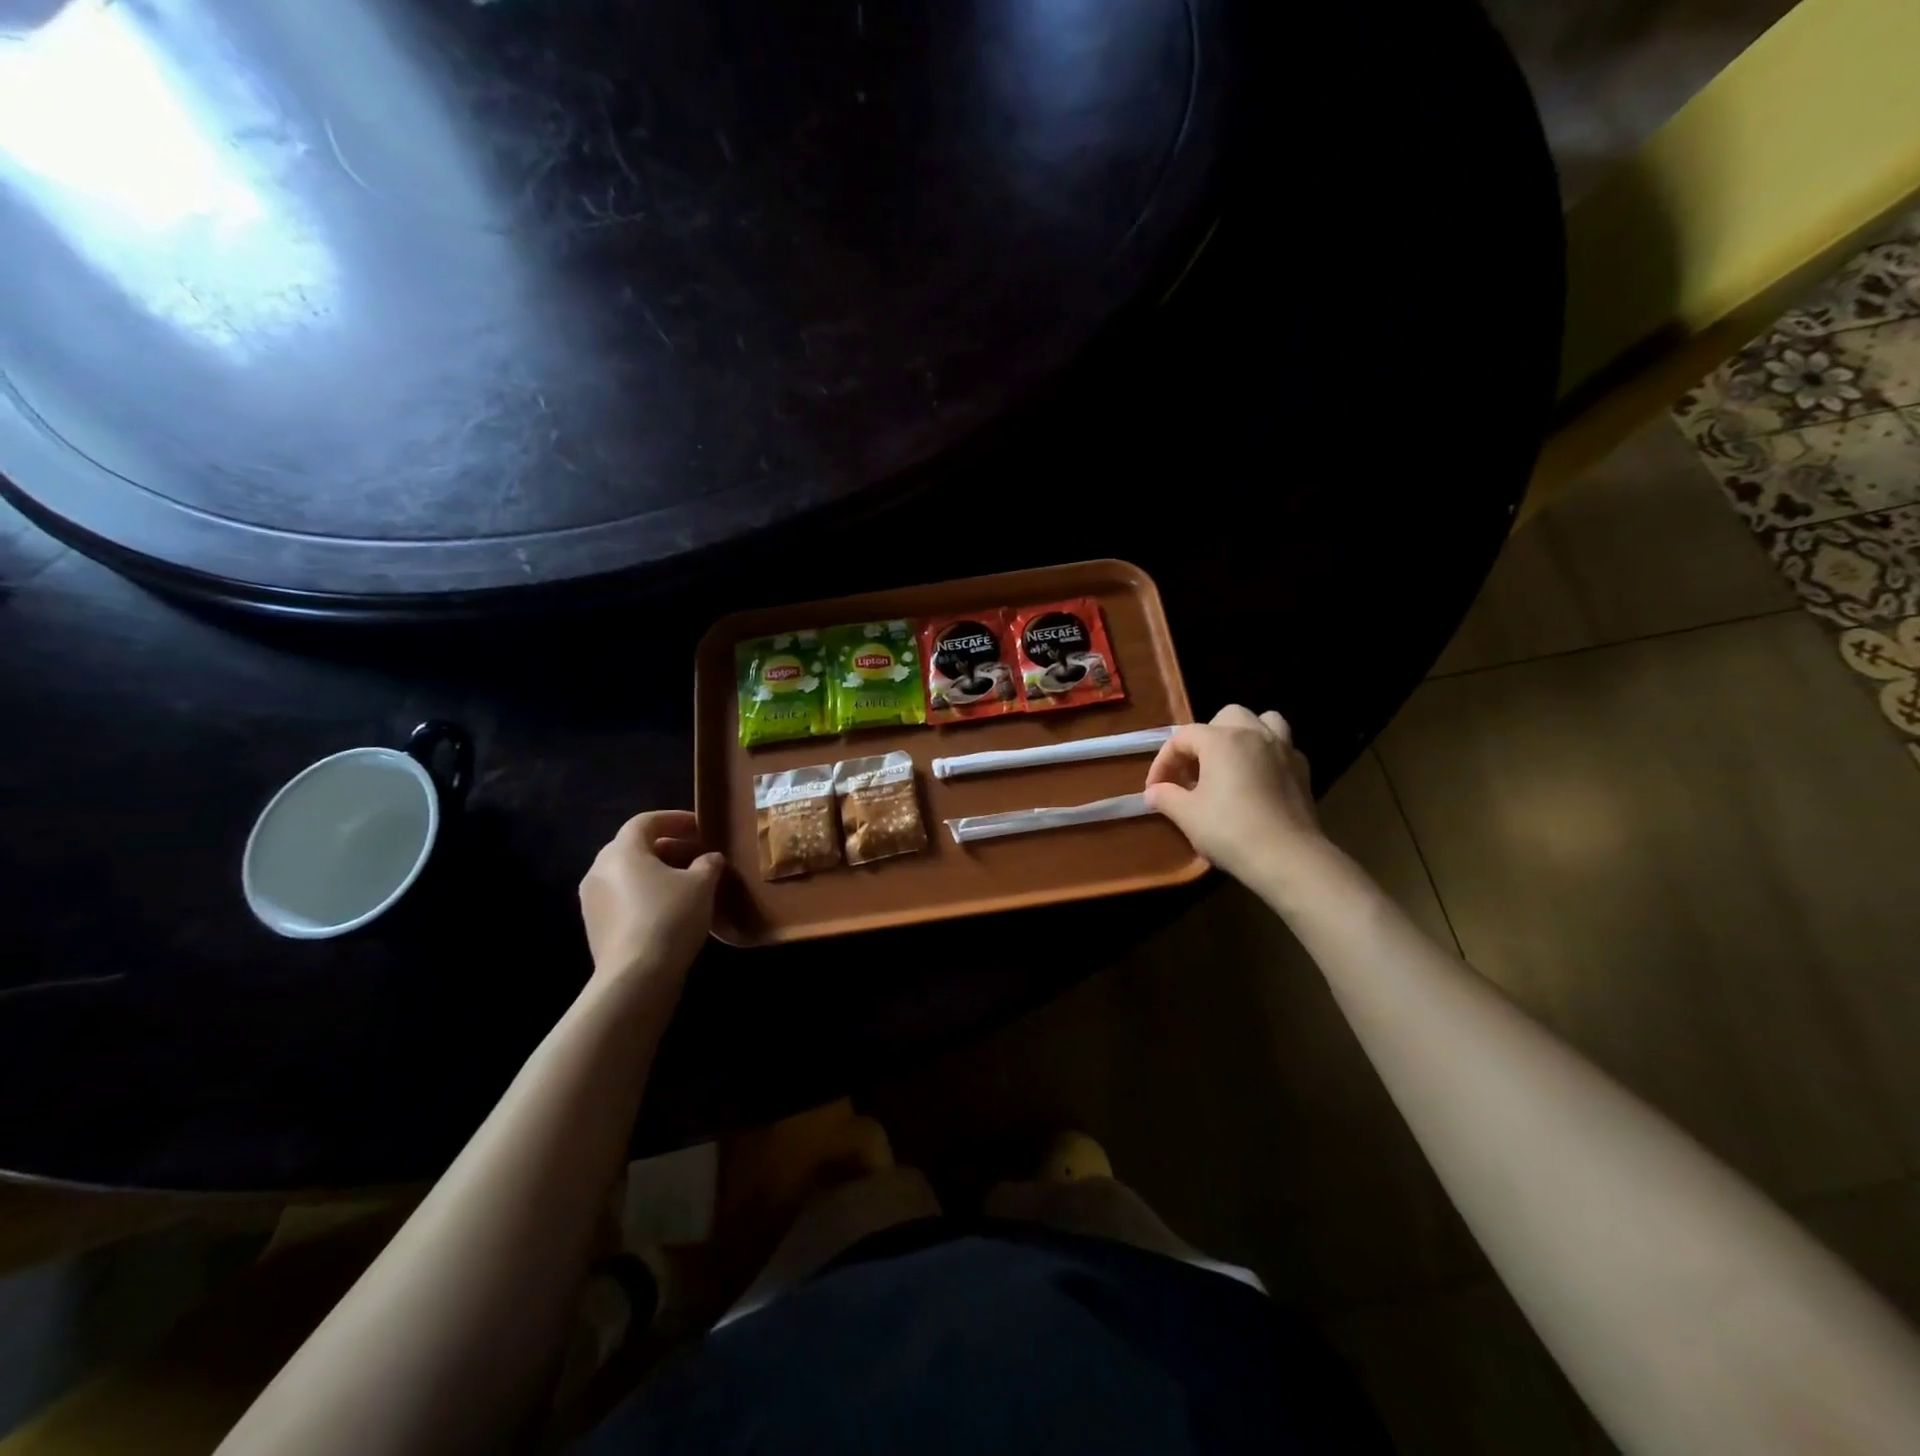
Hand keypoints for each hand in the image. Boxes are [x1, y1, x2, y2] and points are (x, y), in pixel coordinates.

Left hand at [579, 810, 723, 990]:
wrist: (635, 976)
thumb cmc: (670, 917)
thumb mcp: (701, 884)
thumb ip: (707, 863)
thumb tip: (709, 858)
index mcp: (622, 851)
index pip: (646, 821)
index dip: (675, 819)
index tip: (699, 826)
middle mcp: (599, 869)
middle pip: (634, 847)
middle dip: (667, 846)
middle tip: (696, 853)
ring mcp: (592, 900)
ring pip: (627, 874)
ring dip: (656, 872)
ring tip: (686, 882)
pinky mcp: (595, 926)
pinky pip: (622, 898)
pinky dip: (645, 894)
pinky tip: (669, 908)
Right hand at [1143, 706, 1325, 885]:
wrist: (1287, 858)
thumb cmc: (1230, 831)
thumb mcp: (1187, 815)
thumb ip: (1165, 797)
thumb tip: (1153, 792)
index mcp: (1222, 740)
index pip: (1182, 737)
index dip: (1164, 761)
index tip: (1156, 789)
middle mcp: (1254, 734)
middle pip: (1224, 718)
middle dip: (1205, 739)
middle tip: (1194, 770)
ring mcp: (1283, 749)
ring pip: (1262, 721)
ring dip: (1243, 734)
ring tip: (1231, 761)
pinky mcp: (1303, 770)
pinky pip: (1282, 747)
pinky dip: (1267, 755)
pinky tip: (1258, 779)